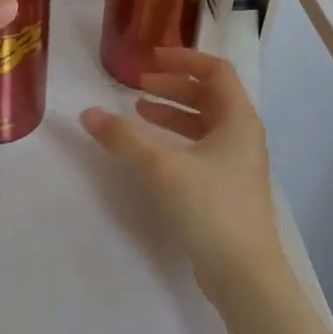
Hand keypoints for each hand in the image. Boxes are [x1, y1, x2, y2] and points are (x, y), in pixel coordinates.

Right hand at [80, 49, 286, 304]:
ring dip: (172, 112)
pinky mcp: (227, 187)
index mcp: (238, 119)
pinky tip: (151, 150)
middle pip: (208, 95)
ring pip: (203, 123)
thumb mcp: (161, 167)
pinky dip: (176, 138)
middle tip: (138, 85)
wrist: (245, 274)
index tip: (152, 58)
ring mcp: (237, 163)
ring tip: (138, 111)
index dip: (184, 59)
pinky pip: (200, 147)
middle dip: (173, 85)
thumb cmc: (210, 207)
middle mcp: (242, 135)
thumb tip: (87, 114)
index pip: (216, 71)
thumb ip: (123, 138)